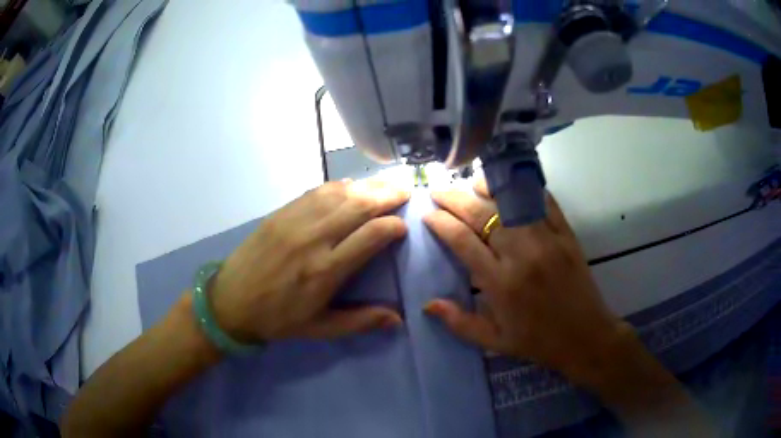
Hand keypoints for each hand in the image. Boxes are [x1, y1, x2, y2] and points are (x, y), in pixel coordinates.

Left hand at [210, 178, 408, 342]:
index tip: (403, 227)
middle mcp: (314, 239)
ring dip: (367, 186)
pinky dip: (338, 186)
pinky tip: (350, 186)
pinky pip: (316, 192)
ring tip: (384, 185)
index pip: (371, 235)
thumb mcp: (320, 328)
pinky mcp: (281, 213)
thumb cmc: (278, 318)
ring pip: (339, 193)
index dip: (394, 226)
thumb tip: (397, 319)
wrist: (231, 301)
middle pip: (359, 206)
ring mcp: (295, 221)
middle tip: (405, 191)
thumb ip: (360, 321)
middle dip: (387, 195)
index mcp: (326, 270)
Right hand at [423, 179, 626, 384]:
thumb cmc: (538, 342)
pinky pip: (543, 201)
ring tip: (470, 184)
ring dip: (486, 188)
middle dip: (453, 199)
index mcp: (500, 283)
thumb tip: (427, 304)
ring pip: (510, 201)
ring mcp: (547, 239)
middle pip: (481, 214)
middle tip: (438, 192)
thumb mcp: (494, 342)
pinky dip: (525, 189)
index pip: (462, 240)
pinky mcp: (566, 234)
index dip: (441, 223)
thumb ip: (459, 323)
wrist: (585, 337)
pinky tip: (511, 185)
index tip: (428, 216)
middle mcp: (521, 254)